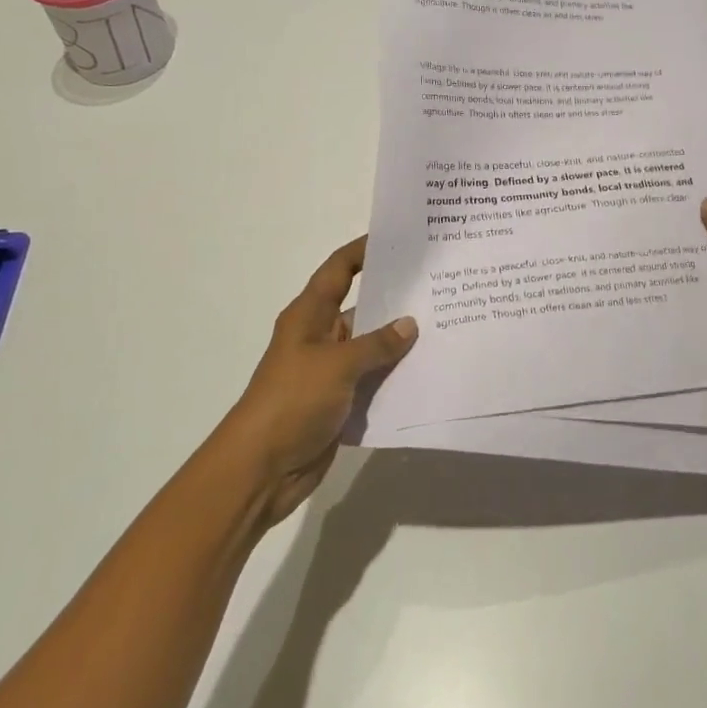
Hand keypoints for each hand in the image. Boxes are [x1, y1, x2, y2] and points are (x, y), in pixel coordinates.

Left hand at [223, 237, 416, 527]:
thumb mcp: (338, 365)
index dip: (364, 250)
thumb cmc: (293, 401)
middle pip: (361, 306)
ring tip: (445, 324)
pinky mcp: (340, 400)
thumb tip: (409, 324)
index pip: (339, 269)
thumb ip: (377, 344)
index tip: (399, 238)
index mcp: (310, 315)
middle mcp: (320, 336)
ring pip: (372, 345)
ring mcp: (330, 370)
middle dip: (395, 297)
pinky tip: (428, 369)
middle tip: (438, 283)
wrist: (261, 469)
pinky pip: (374, 379)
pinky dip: (395, 374)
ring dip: (400, 340)